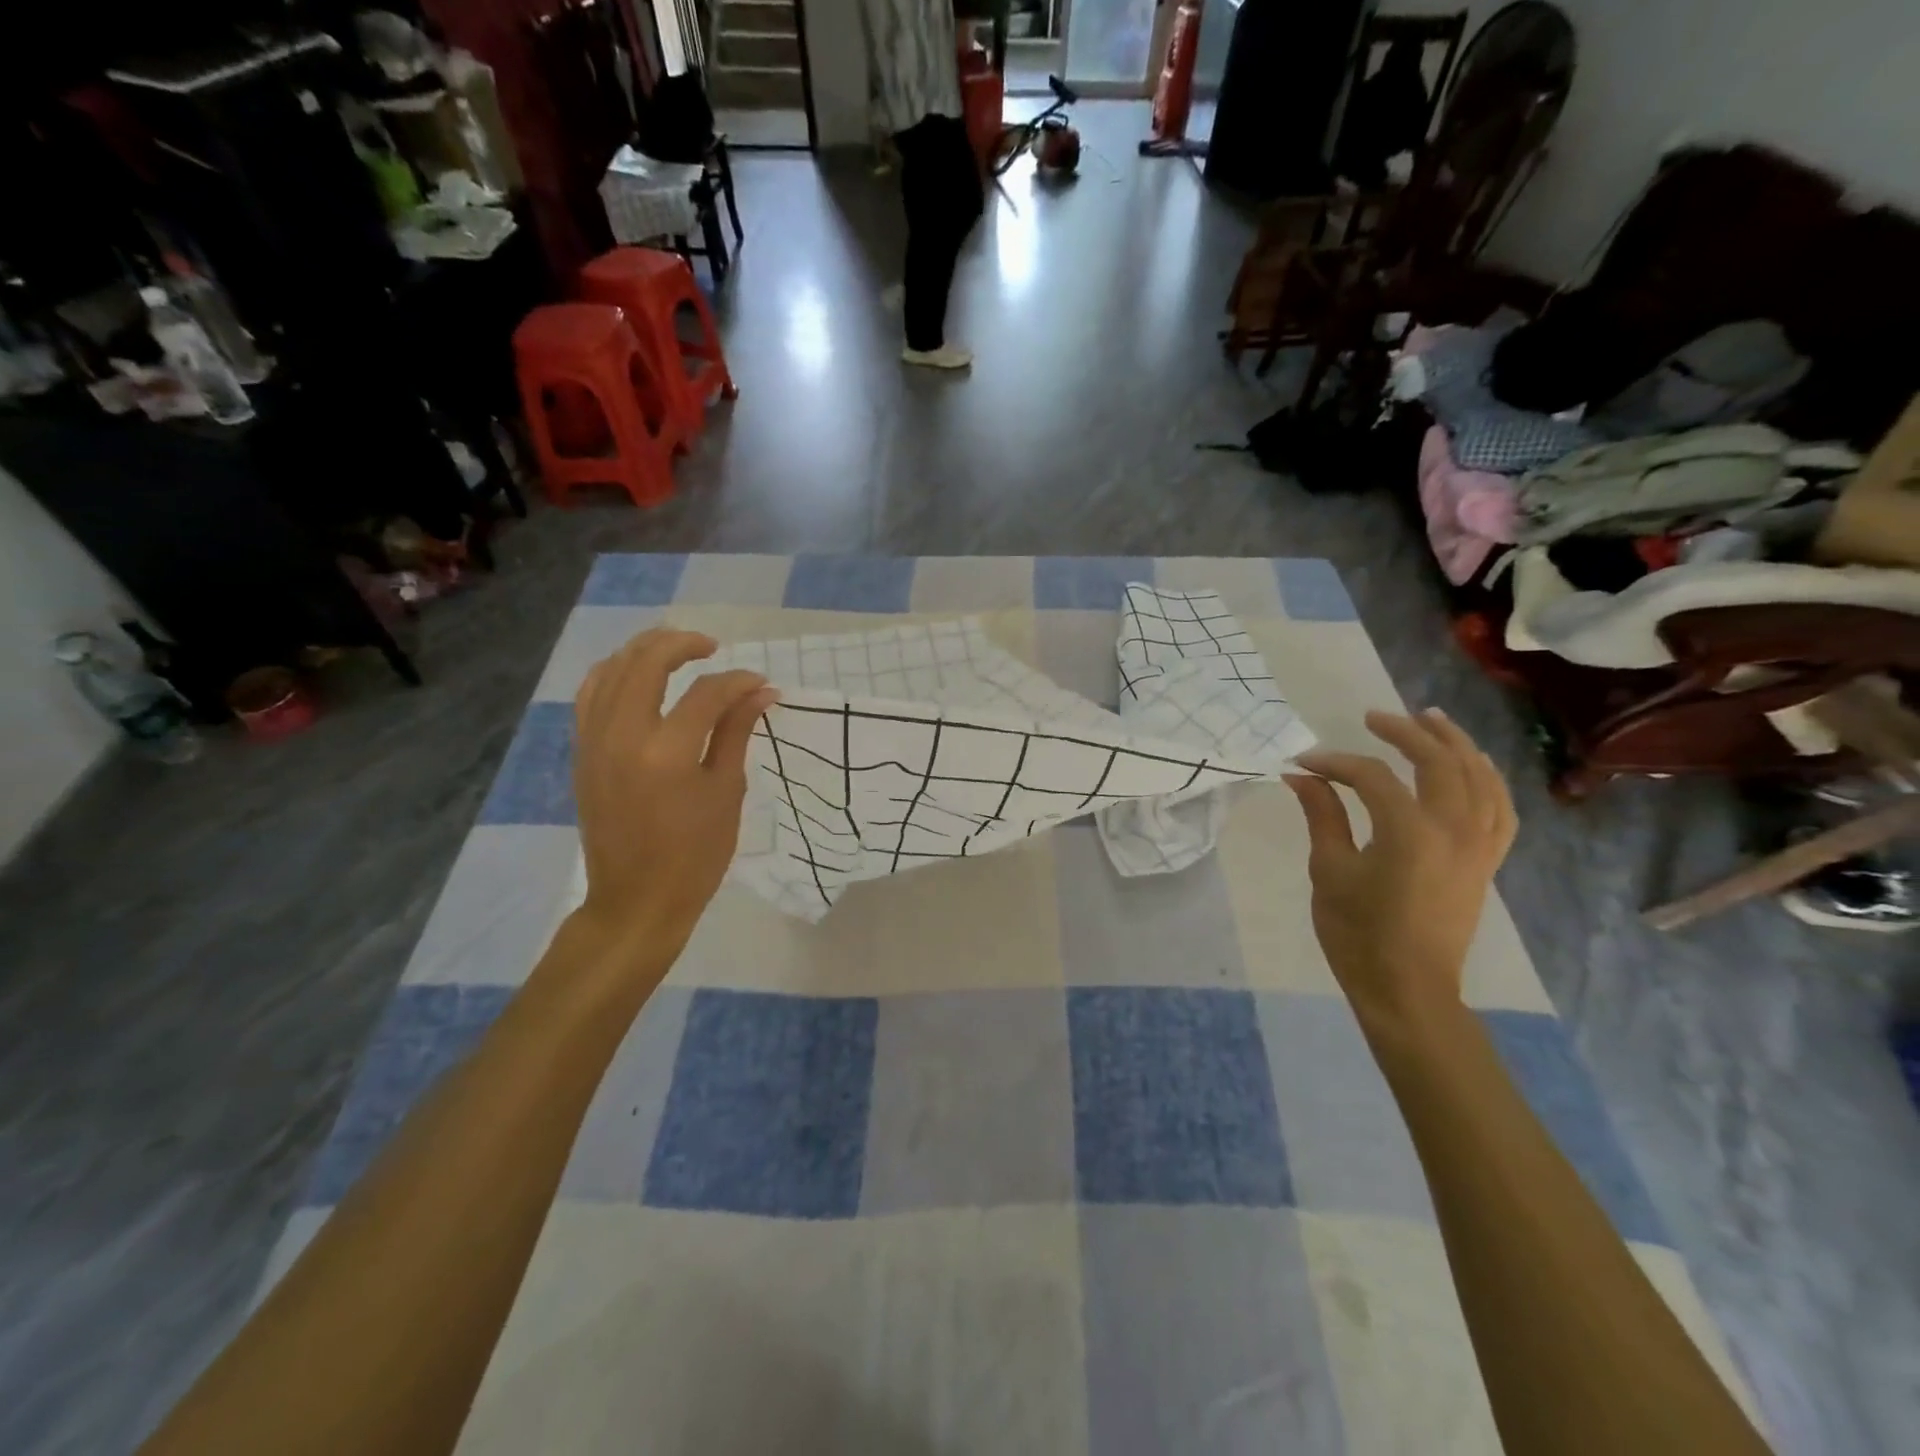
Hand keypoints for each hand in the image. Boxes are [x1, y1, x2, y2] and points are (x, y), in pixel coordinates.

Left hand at [570, 628, 776, 961]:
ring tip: (676, 651)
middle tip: (712, 647)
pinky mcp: (582, 752)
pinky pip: (591, 694)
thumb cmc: (695, 855)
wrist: (636, 901)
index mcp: (667, 752)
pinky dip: (615, 673)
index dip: (738, 682)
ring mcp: (594, 742)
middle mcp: (622, 736)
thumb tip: (761, 691)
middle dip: (683, 644)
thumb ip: (736, 732)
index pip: (706, 693)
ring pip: (611, 669)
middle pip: (647, 662)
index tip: (761, 684)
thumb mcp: (725, 792)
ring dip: (645, 651)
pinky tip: (638, 677)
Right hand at [1284, 709, 1516, 1041]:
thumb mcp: (1329, 871)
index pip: (1372, 777)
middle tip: (1374, 718)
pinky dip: (1488, 780)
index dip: (1336, 763)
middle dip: (1405, 732)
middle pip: (1438, 761)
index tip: (1303, 763)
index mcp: (1409, 832)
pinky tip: (1475, 765)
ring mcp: (1479, 844)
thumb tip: (1301, 776)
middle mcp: (1454, 829)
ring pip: (1479, 777)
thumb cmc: (1358, 933)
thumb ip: (1322, 816)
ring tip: (1430, 719)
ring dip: (1455, 743)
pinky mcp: (1487, 860)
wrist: (1407, 987)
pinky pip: (1499, 808)